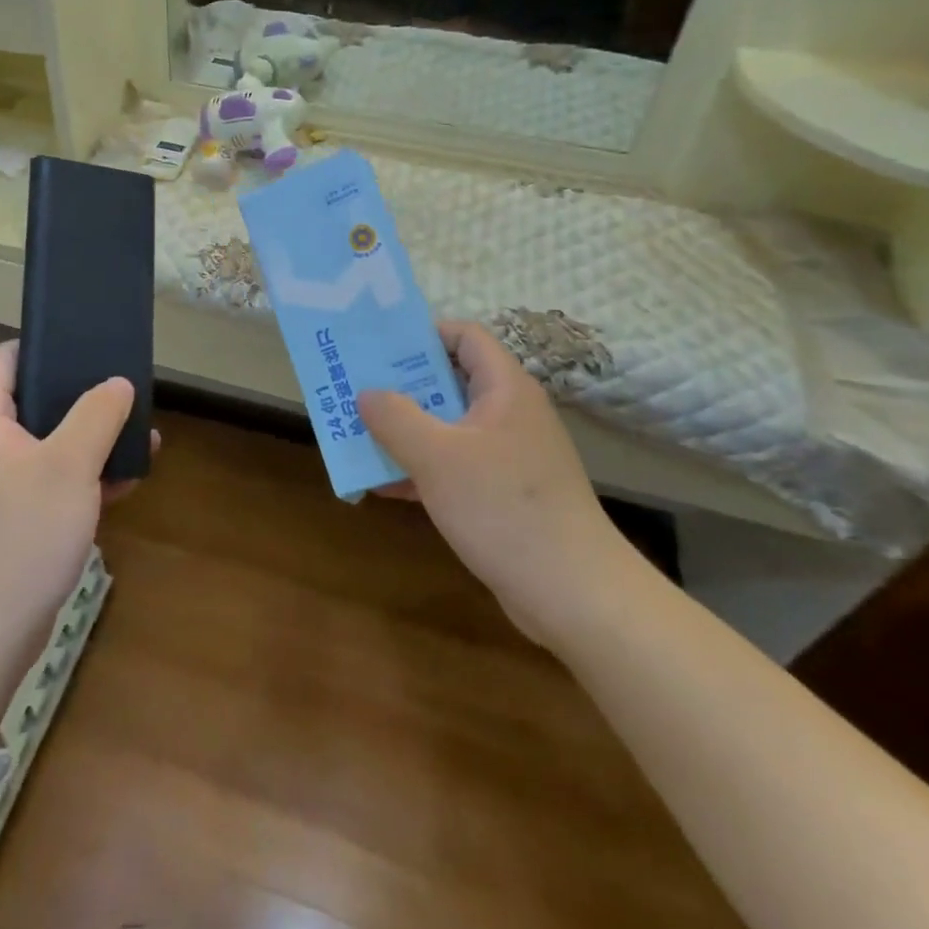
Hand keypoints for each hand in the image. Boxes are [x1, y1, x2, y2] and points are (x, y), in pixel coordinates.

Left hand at [0, 342, 145, 733]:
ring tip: (138, 436)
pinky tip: (125, 482)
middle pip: (31, 399)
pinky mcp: (9, 518)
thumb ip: (97, 414)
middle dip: (82, 397)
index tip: (90, 348)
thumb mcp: (70, 465)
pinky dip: (81, 477)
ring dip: (90, 439)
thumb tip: (118, 383)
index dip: (45, 346)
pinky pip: (48, 481)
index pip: (5, 358)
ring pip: (46, 443)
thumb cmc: (24, 535)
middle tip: (124, 393)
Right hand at [359, 322, 636, 645]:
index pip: (465, 337)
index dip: (423, 333)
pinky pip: (454, 466)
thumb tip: (367, 394)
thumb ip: (395, 418)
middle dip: (401, 386)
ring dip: (405, 430)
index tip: (378, 346)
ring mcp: (508, 456)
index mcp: (504, 389)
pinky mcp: (503, 493)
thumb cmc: (504, 508)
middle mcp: (509, 414)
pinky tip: (381, 484)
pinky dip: (421, 469)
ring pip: (448, 427)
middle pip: (450, 381)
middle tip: (356, 389)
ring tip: (357, 432)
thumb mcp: (437, 457)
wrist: (573, 595)